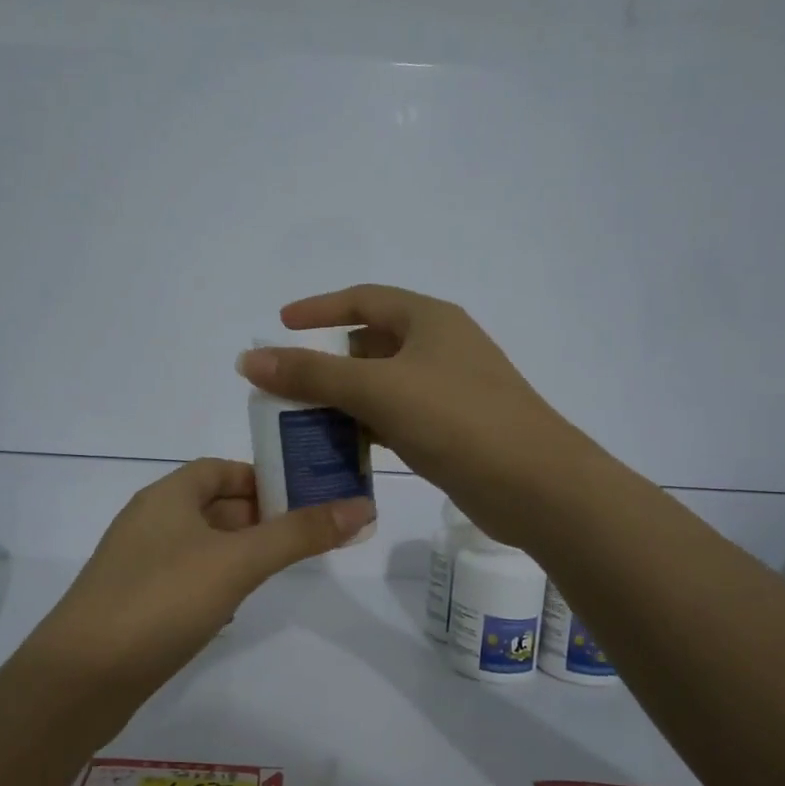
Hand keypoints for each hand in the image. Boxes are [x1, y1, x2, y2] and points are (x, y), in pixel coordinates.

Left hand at [23, 458, 373, 694]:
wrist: (80, 679)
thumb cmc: (162, 601)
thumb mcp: (238, 562)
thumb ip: (299, 533)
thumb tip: (362, 507)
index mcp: (167, 496)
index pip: (220, 469)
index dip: (261, 477)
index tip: (303, 497)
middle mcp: (149, 521)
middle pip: (212, 505)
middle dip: (258, 517)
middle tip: (305, 535)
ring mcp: (138, 564)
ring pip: (200, 545)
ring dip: (238, 551)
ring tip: (279, 569)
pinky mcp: (135, 603)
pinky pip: (184, 579)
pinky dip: (214, 582)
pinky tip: (234, 607)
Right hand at [237, 285, 594, 546]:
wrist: (535, 485)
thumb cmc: (456, 419)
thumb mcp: (377, 389)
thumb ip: (311, 374)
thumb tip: (249, 358)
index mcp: (430, 320)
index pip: (363, 299)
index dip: (319, 309)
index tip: (280, 324)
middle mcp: (442, 348)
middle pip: (371, 344)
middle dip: (328, 363)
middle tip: (288, 385)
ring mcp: (451, 390)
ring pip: (384, 385)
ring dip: (346, 400)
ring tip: (305, 420)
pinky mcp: (454, 430)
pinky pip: (399, 418)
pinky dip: (370, 427)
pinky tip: (346, 448)